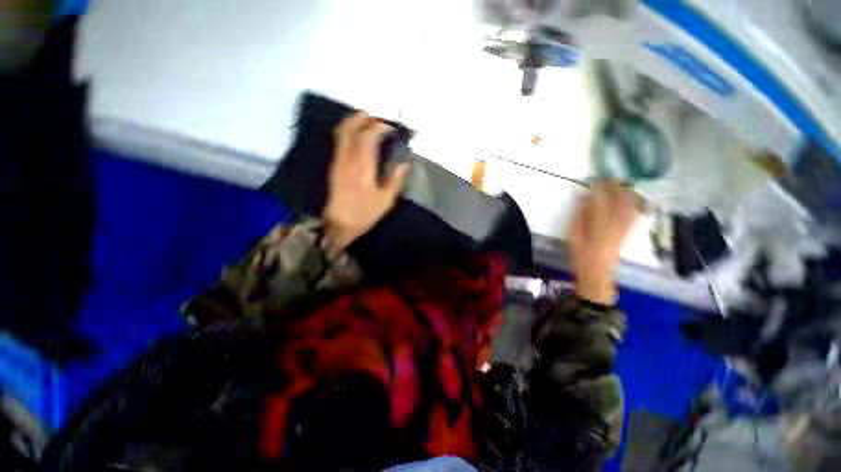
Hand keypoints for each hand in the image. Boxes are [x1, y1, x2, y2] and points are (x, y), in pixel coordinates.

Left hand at [323, 112, 409, 251]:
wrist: (338, 225)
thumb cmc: (364, 214)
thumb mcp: (385, 201)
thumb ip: (395, 180)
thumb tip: (404, 164)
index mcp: (362, 168)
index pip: (368, 138)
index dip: (379, 127)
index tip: (390, 127)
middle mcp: (347, 160)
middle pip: (351, 129)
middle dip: (364, 119)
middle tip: (377, 118)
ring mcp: (337, 162)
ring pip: (341, 133)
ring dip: (353, 122)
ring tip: (366, 119)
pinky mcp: (333, 166)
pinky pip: (338, 141)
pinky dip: (347, 132)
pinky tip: (355, 134)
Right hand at [567, 180, 638, 305]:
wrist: (597, 272)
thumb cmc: (580, 253)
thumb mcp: (573, 234)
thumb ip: (579, 214)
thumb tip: (583, 196)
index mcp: (598, 224)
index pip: (602, 199)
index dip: (600, 187)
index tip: (595, 178)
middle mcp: (615, 224)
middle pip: (619, 200)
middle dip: (616, 186)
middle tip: (610, 176)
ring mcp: (624, 228)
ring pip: (630, 205)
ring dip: (627, 192)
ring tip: (623, 183)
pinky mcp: (628, 232)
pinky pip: (635, 215)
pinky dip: (636, 204)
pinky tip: (635, 198)